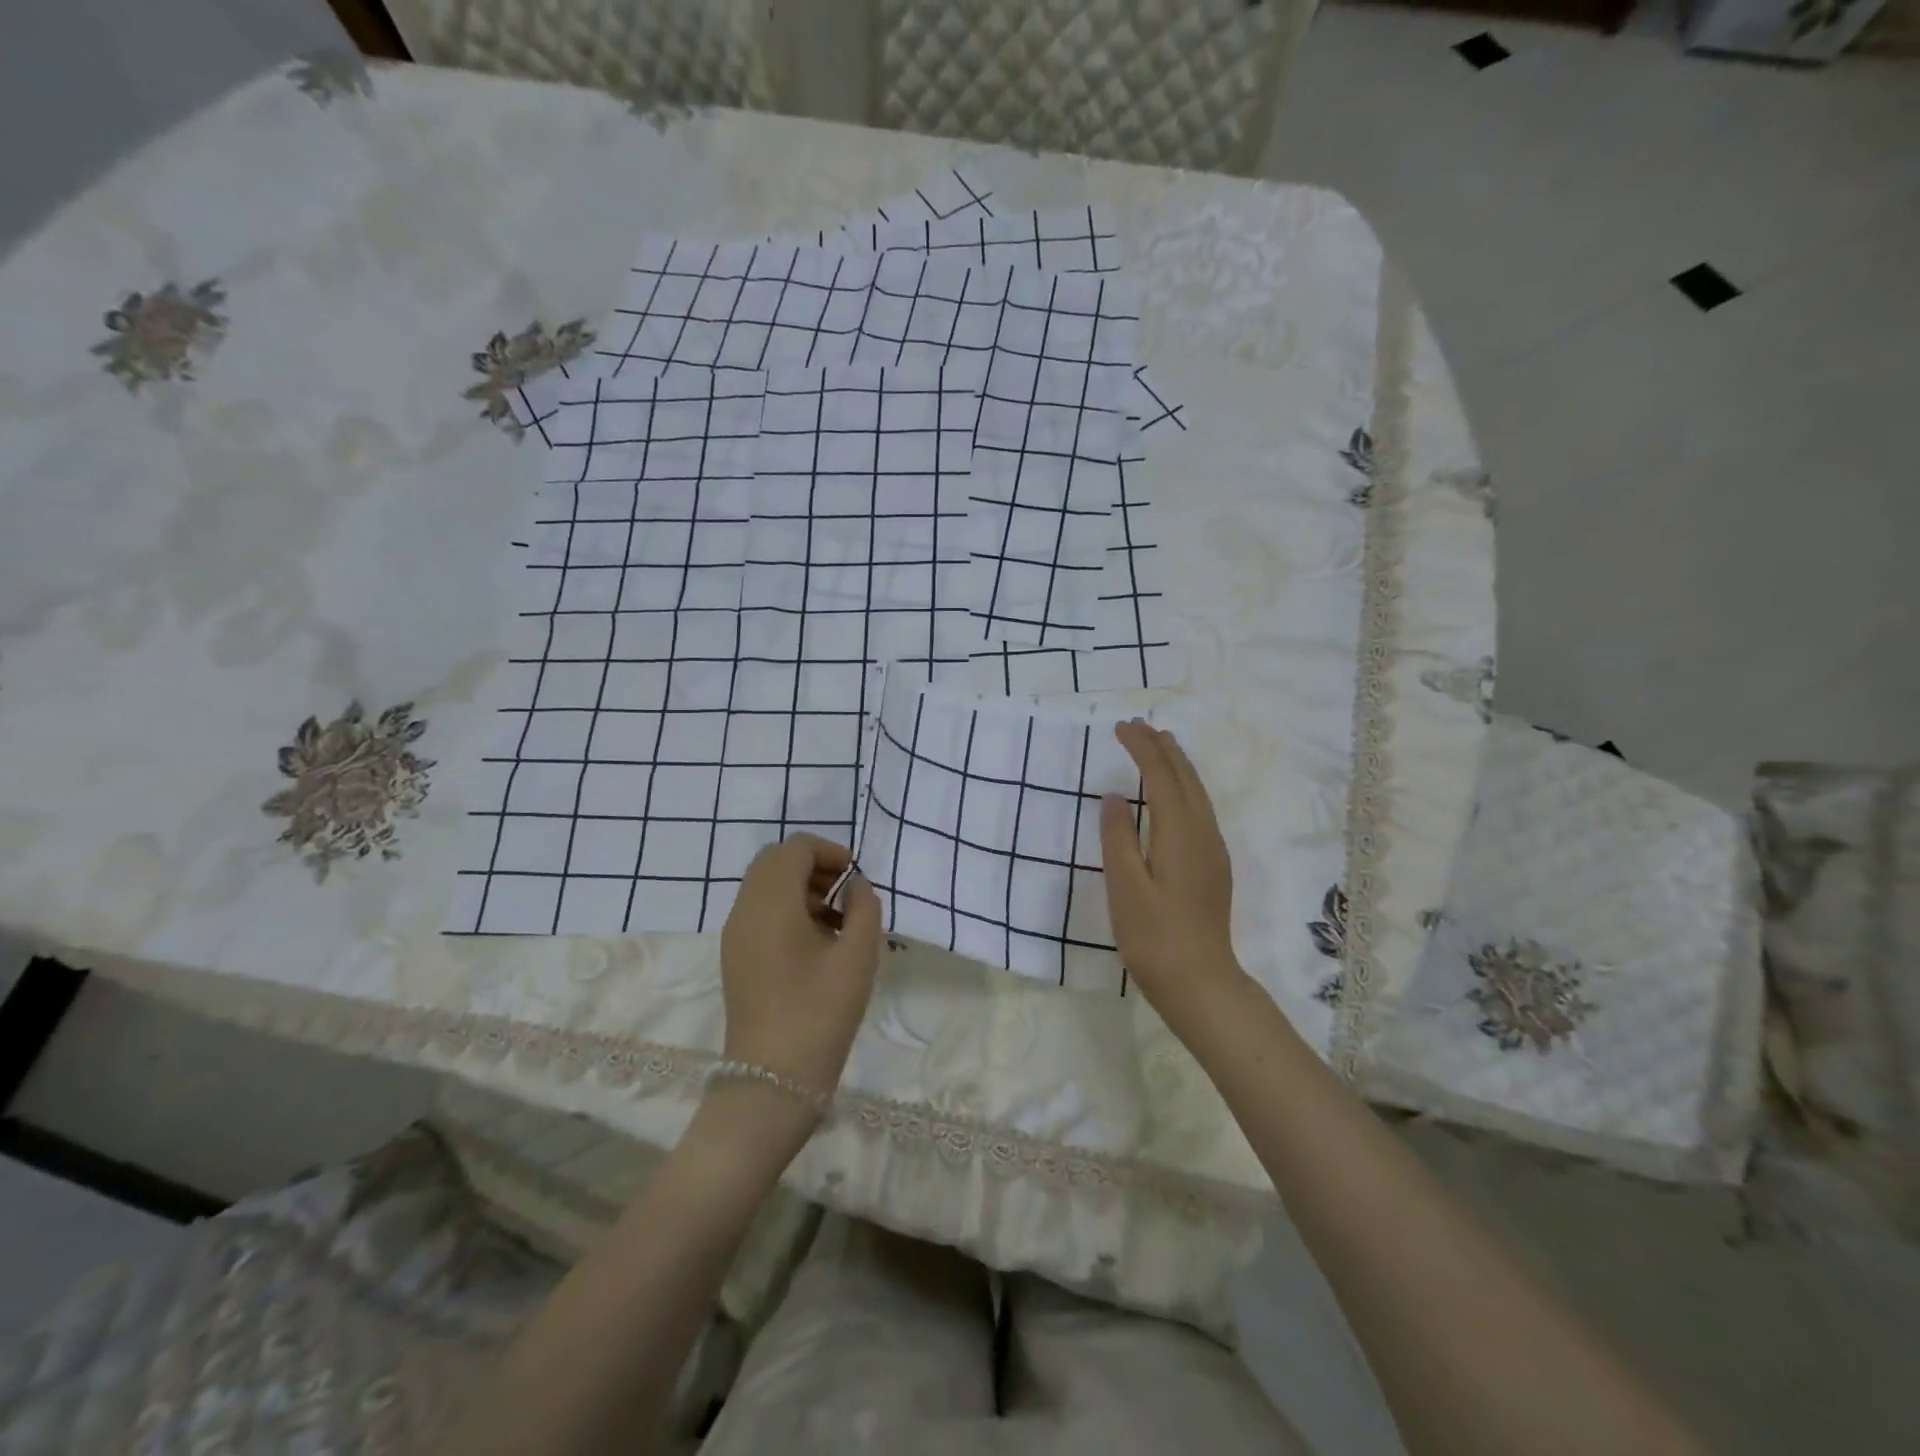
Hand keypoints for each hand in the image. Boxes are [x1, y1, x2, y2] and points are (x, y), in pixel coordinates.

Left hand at [718, 834, 881, 1098]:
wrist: (772, 1080)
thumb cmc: (820, 1012)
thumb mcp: (858, 955)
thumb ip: (864, 906)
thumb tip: (855, 886)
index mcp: (771, 903)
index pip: (794, 849)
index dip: (828, 850)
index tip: (856, 876)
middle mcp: (744, 910)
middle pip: (774, 862)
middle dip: (813, 865)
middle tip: (846, 891)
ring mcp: (735, 935)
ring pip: (764, 886)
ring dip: (800, 887)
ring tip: (837, 919)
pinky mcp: (735, 957)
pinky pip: (759, 912)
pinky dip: (787, 909)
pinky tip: (817, 942)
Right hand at [1101, 720, 1247, 1032]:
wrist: (1200, 982)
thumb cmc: (1154, 936)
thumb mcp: (1125, 886)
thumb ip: (1117, 837)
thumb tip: (1114, 796)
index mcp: (1179, 833)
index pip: (1161, 776)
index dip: (1142, 748)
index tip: (1121, 727)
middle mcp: (1203, 833)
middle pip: (1185, 778)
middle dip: (1163, 748)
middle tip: (1139, 726)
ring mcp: (1213, 850)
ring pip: (1198, 792)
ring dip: (1177, 765)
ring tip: (1159, 746)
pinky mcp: (1214, 866)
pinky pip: (1201, 809)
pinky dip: (1185, 787)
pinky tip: (1175, 795)